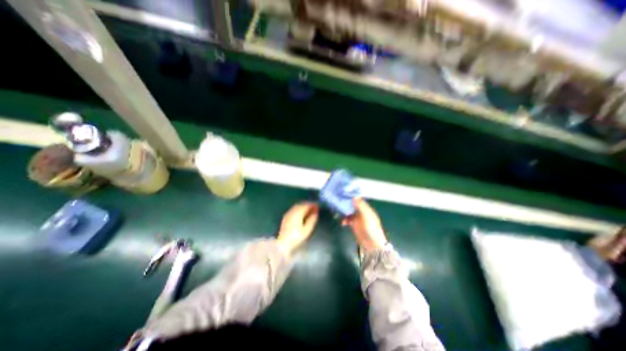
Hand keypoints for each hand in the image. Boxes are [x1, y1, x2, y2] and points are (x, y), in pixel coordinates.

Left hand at [277, 202, 319, 256]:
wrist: (283, 244)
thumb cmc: (296, 238)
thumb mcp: (307, 230)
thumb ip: (312, 220)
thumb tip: (315, 212)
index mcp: (297, 213)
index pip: (306, 205)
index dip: (313, 205)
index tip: (318, 206)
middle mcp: (292, 211)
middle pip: (301, 204)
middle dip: (308, 204)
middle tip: (315, 207)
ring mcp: (288, 214)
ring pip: (297, 206)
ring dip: (303, 206)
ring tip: (309, 210)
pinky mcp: (285, 217)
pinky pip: (293, 209)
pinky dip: (299, 209)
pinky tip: (302, 213)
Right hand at [342, 198, 386, 251]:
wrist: (371, 244)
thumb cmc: (371, 228)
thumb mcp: (366, 215)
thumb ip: (360, 206)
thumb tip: (354, 196)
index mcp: (366, 208)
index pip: (358, 199)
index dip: (352, 196)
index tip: (344, 192)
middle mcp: (361, 212)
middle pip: (352, 205)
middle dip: (346, 203)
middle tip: (338, 201)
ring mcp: (357, 218)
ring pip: (348, 211)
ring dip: (343, 211)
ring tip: (338, 212)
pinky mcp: (353, 224)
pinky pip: (347, 219)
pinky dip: (344, 219)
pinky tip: (342, 222)